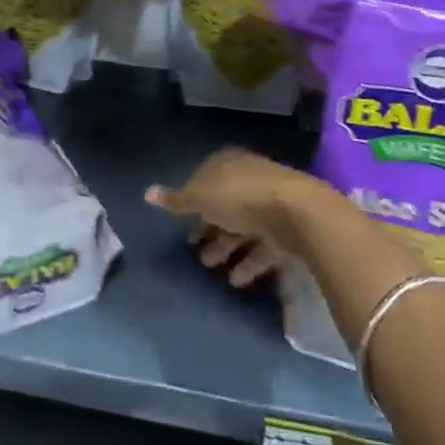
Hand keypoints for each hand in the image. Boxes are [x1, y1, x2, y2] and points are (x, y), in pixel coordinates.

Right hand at [147, 148, 323, 286]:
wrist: (296, 213)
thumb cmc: (240, 196)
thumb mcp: (200, 197)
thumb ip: (176, 200)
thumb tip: (147, 193)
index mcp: (227, 164)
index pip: (204, 178)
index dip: (191, 199)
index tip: (180, 222)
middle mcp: (248, 179)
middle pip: (223, 204)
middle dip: (207, 227)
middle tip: (193, 249)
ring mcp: (270, 204)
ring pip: (241, 226)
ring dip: (225, 246)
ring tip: (209, 267)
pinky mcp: (286, 230)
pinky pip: (262, 246)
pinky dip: (248, 262)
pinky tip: (235, 280)